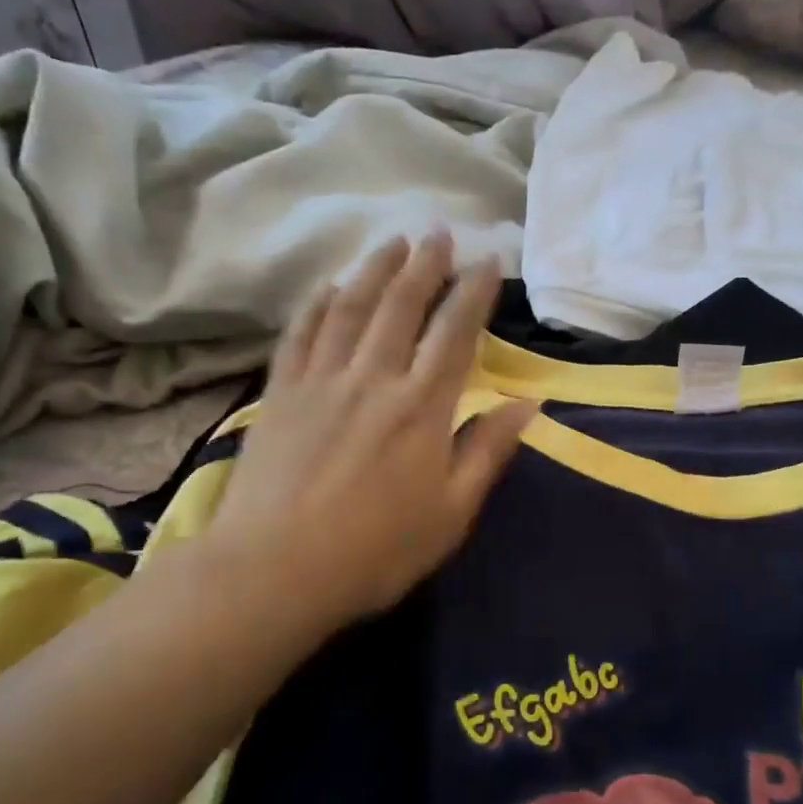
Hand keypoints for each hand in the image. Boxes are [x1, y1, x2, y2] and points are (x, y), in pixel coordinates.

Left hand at [196, 232, 536, 644]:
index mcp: (421, 408)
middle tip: (439, 232)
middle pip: (401, 306)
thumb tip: (528, 403)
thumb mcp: (452, 514)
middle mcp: (373, 379)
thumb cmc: (376, 551)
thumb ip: (488, 452)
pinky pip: (301, 334)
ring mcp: (320, 381)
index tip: (488, 261)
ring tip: (393, 242)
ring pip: (351, 308)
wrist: (275, 571)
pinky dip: (317, 304)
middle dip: (425, 265)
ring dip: (375, 270)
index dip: (474, 293)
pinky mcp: (280, 394)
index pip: (454, 334)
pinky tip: (328, 286)